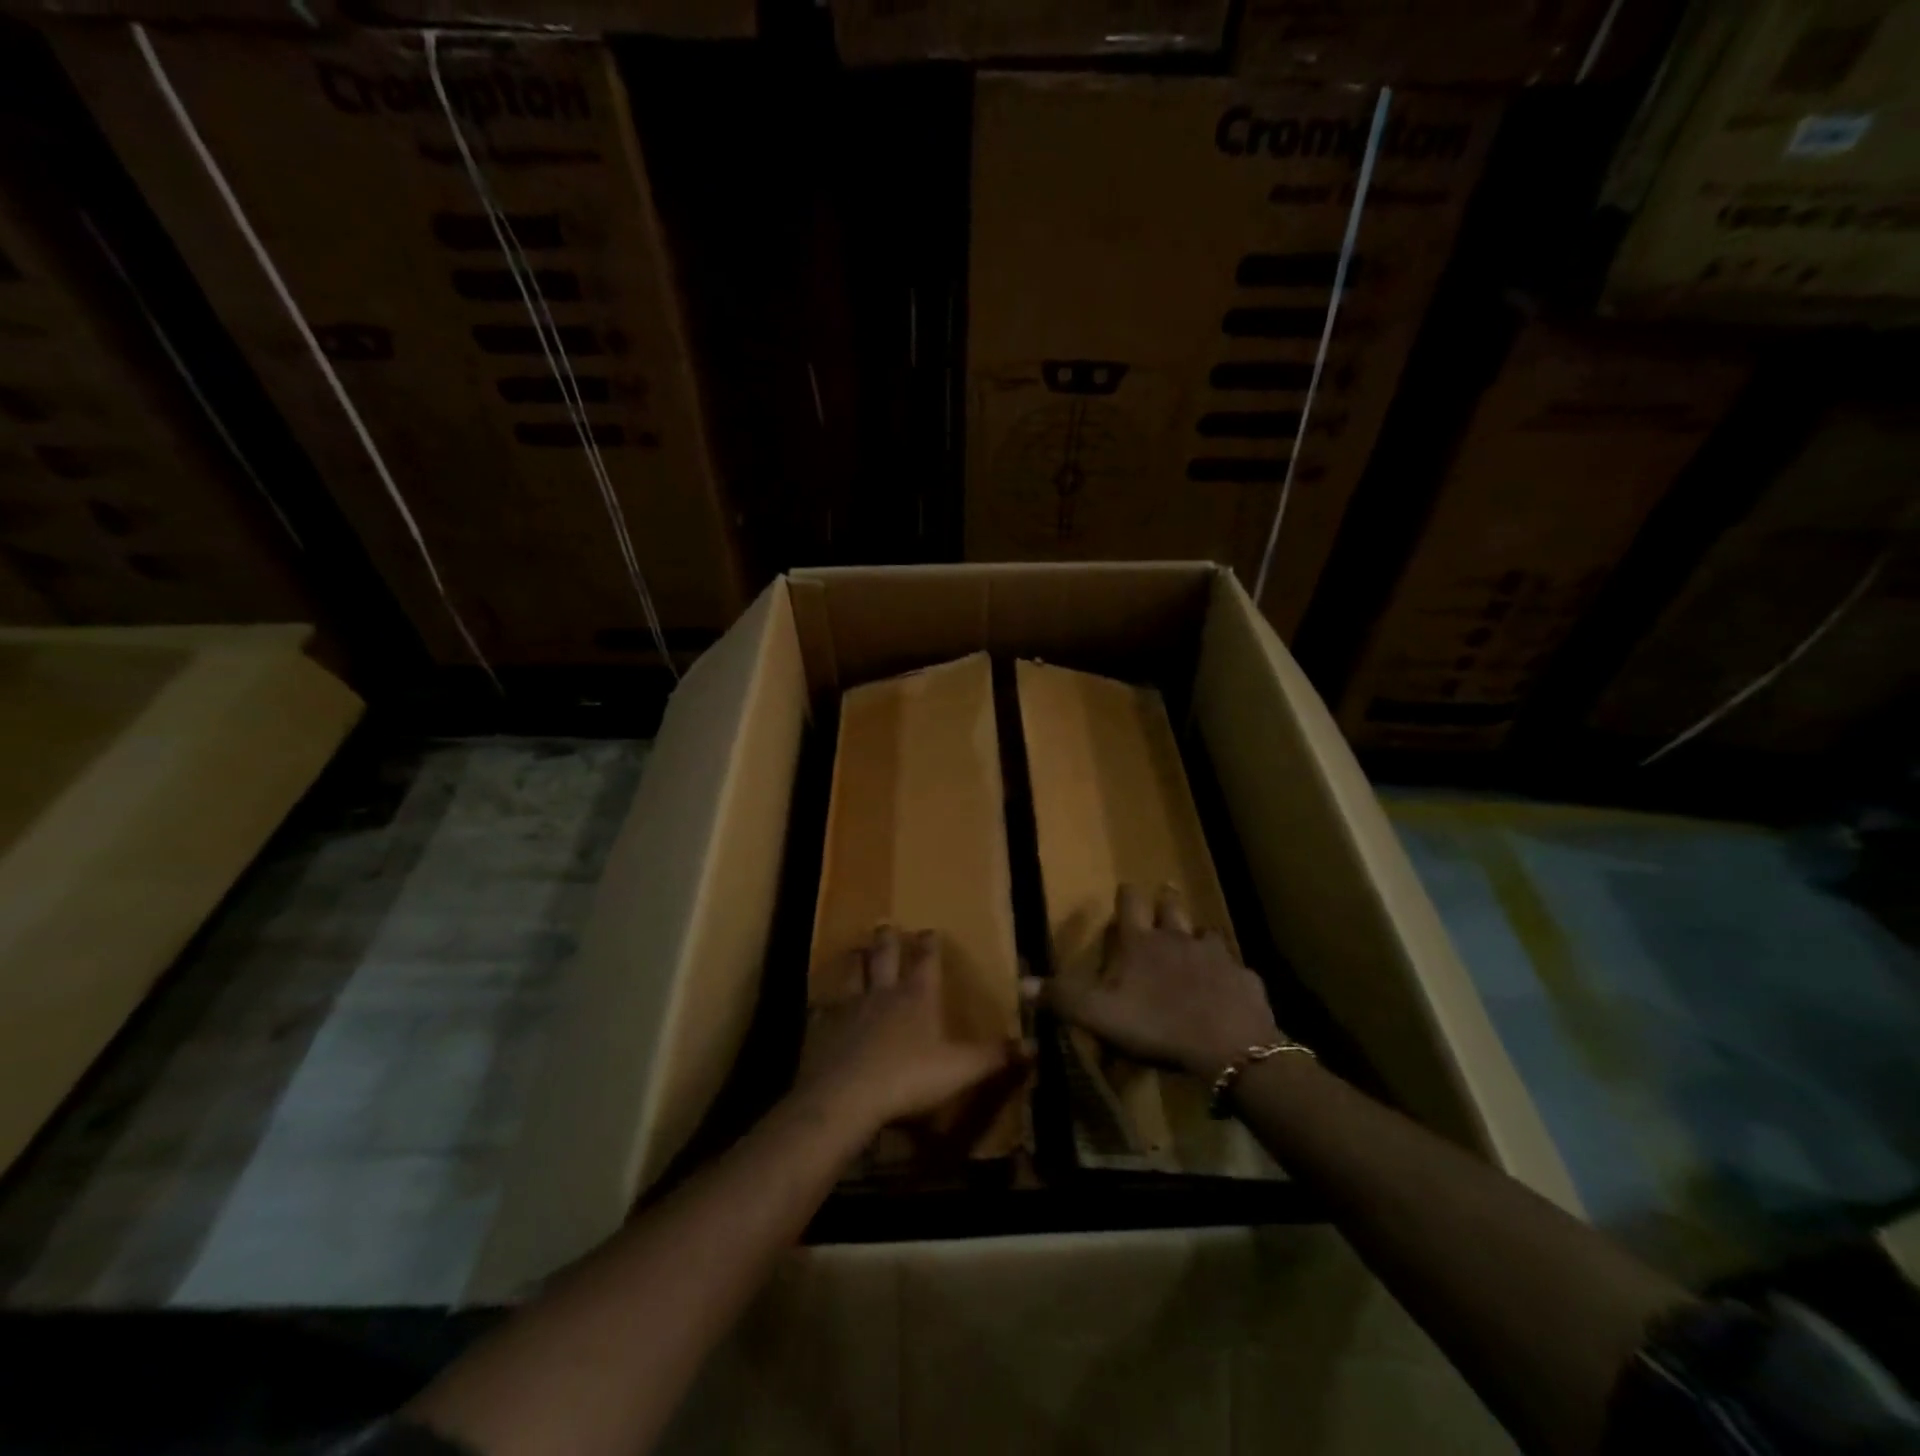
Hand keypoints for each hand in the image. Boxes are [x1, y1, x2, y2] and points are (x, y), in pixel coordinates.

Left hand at [794, 926, 1020, 1139]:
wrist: (846, 1097)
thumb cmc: (908, 1078)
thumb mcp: (960, 1069)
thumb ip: (994, 1056)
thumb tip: (1034, 1044)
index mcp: (916, 997)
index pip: (926, 961)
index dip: (930, 945)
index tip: (930, 930)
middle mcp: (882, 994)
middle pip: (884, 957)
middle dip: (888, 940)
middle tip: (886, 925)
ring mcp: (849, 1009)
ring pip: (852, 975)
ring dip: (855, 962)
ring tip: (854, 951)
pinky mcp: (822, 1030)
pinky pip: (824, 1009)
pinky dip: (825, 1004)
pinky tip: (822, 1005)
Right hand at [1043, 884, 1281, 1079]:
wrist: (1229, 1046)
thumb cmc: (1156, 1025)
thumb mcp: (1098, 1015)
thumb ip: (1062, 997)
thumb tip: (1022, 982)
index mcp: (1141, 943)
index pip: (1131, 904)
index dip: (1127, 895)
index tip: (1126, 887)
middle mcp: (1178, 939)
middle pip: (1172, 907)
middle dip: (1166, 899)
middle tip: (1165, 893)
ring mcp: (1216, 956)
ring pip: (1207, 933)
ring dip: (1199, 934)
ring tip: (1197, 938)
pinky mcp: (1244, 979)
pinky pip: (1236, 969)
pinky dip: (1229, 972)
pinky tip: (1229, 984)